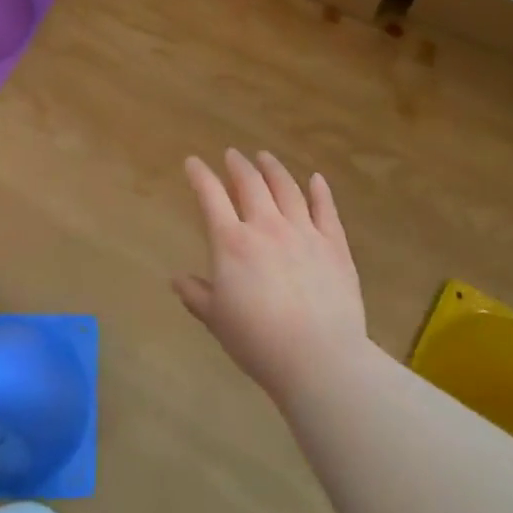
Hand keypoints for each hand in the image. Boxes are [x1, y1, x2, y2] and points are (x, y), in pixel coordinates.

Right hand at [173, 149, 368, 405]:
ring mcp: (304, 232)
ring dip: (274, 169)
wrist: (318, 357)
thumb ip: (196, 295)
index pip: (211, 197)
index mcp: (232, 243)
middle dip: (238, 165)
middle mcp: (267, 227)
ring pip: (287, 189)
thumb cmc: (258, 341)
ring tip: (266, 157)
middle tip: (233, 154)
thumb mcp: (216, 320)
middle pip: (251, 184)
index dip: (200, 176)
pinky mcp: (335, 245)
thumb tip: (177, 279)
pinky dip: (320, 191)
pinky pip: (326, 209)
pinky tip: (316, 179)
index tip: (193, 162)